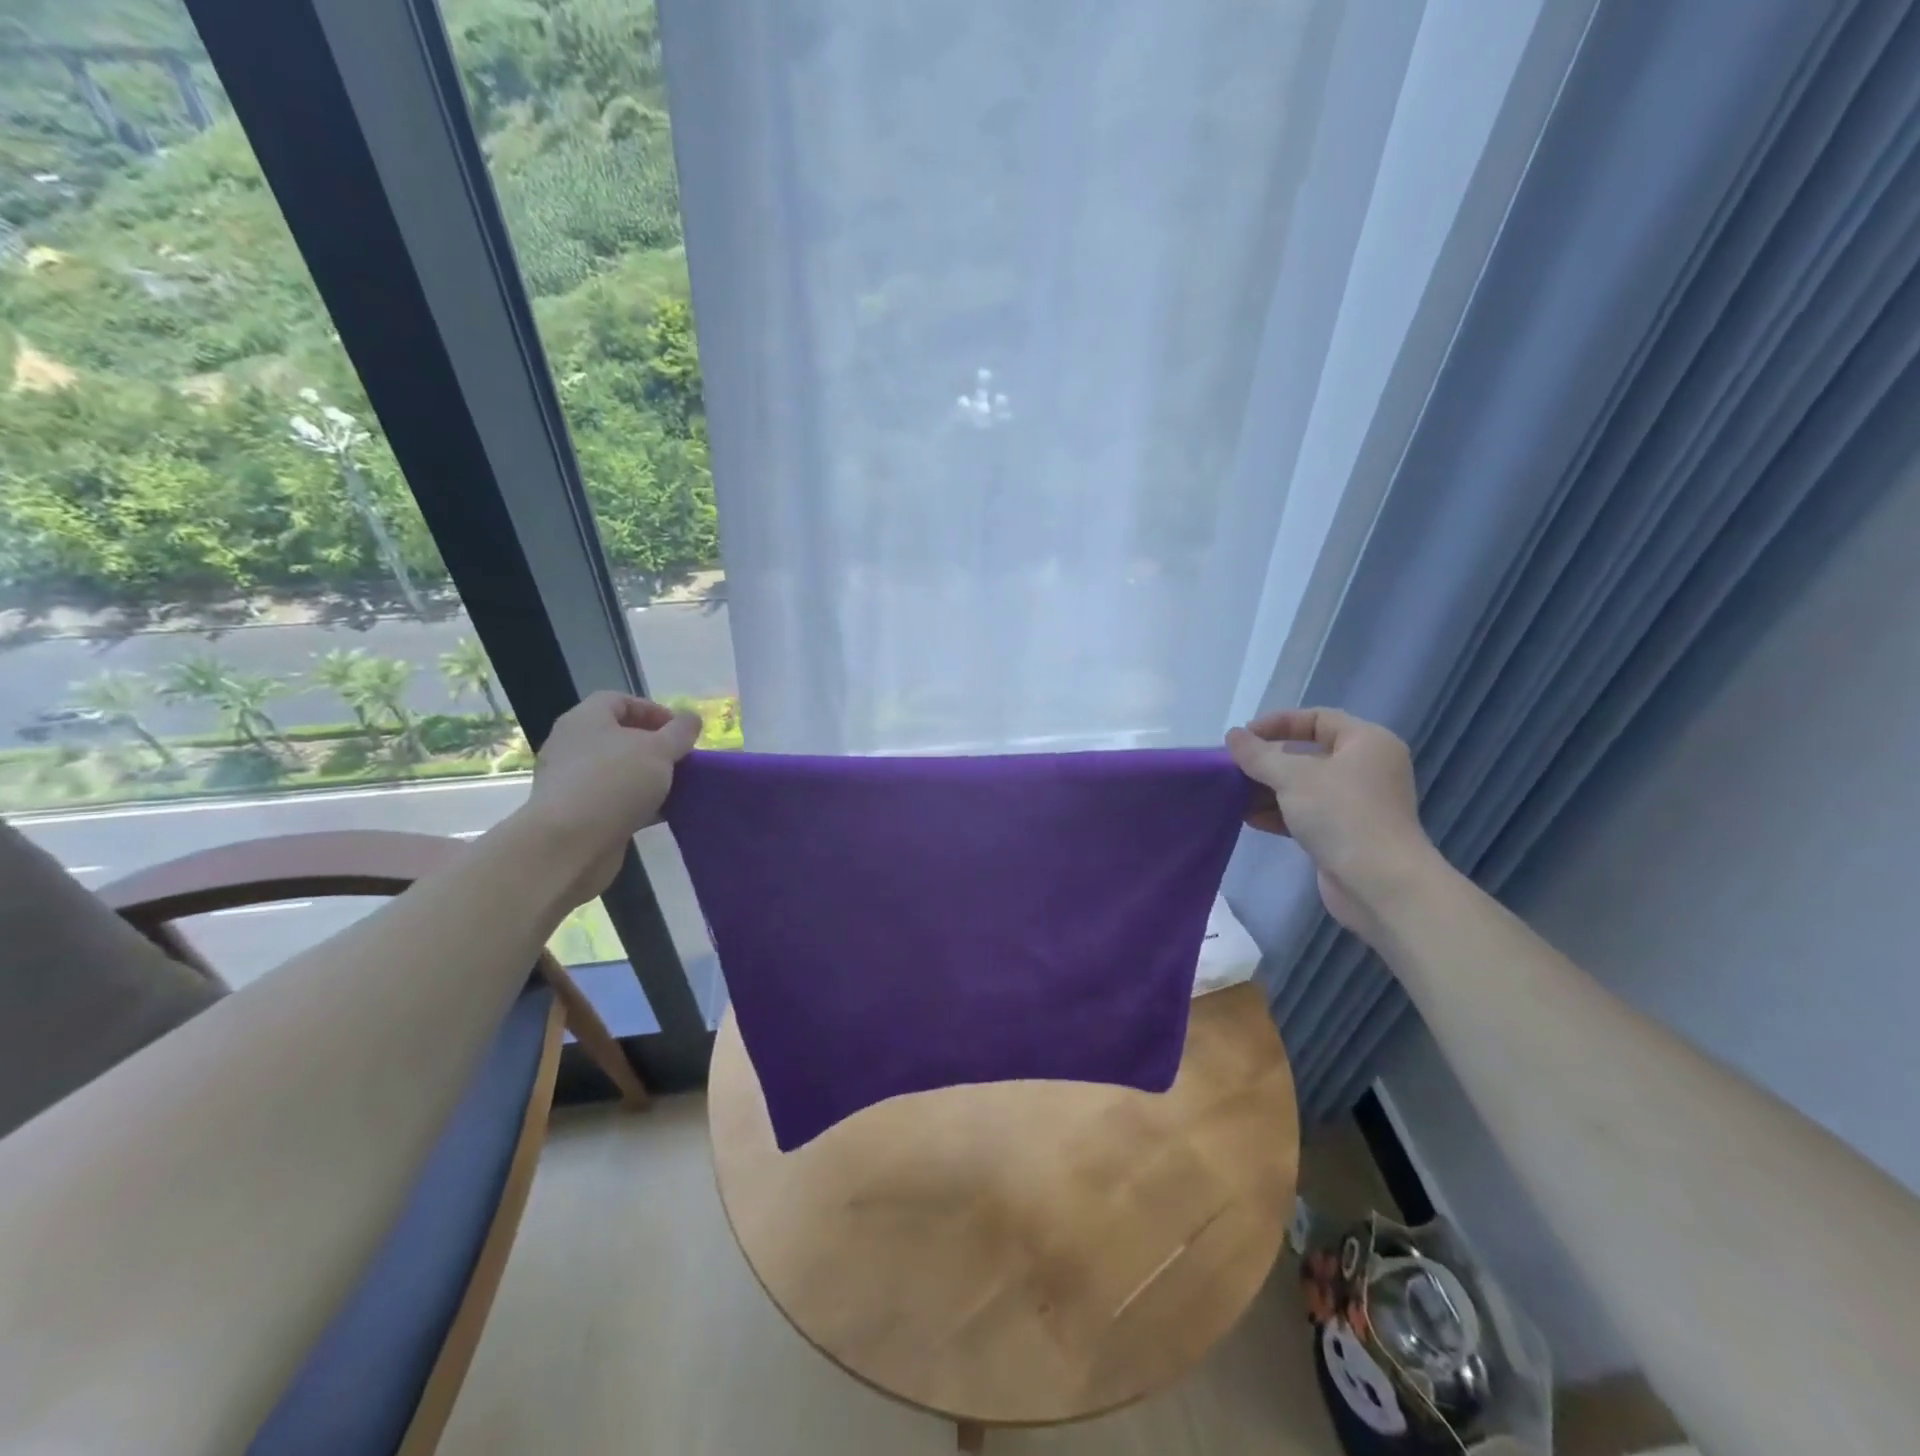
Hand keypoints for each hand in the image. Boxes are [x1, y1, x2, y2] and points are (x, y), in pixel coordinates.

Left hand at [524, 691, 701, 905]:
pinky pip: (613, 799)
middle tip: (681, 758)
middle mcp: (572, 746)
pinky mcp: (576, 814)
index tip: (680, 730)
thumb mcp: (659, 750)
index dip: (652, 710)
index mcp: (585, 720)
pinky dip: (638, 802)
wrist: (570, 844)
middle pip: (618, 736)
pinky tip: (662, 813)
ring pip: (618, 770)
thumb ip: (680, 732)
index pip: (618, 700)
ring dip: (648, 776)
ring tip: (678, 786)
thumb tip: (691, 719)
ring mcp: (571, 781)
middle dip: (654, 746)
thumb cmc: (615, 782)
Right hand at [1225, 708, 1439, 939]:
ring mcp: (1356, 803)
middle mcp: (1366, 768)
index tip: (1243, 738)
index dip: (1278, 723)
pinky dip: (1279, 813)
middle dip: (1268, 761)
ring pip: (1304, 786)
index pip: (1317, 719)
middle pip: (1308, 753)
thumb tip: (1233, 736)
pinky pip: (1306, 813)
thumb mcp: (1293, 777)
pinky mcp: (1345, 834)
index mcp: (1366, 742)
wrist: (1379, 884)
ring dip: (1268, 789)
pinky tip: (1249, 818)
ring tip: (1234, 795)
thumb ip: (1258, 754)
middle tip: (1234, 768)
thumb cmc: (1341, 815)